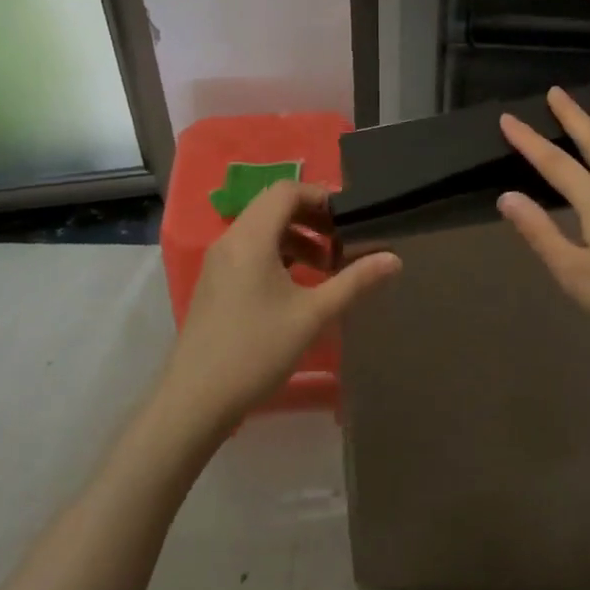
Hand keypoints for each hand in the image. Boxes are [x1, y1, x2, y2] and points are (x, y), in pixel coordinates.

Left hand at [156, 181, 400, 435]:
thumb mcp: (313, 315)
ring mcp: (218, 262)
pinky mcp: (214, 283)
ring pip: (262, 230)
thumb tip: (394, 259)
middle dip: (312, 218)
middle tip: (343, 242)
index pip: (287, 190)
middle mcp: (230, 240)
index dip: (321, 197)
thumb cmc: (257, 350)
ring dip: (296, 238)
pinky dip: (277, 255)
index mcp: (251, 238)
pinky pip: (250, 251)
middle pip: (274, 206)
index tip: (349, 220)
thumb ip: (355, 281)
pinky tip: (297, 287)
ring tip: (326, 267)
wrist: (195, 399)